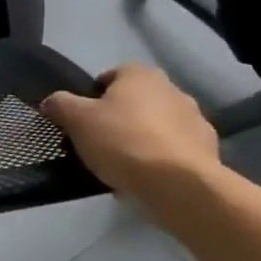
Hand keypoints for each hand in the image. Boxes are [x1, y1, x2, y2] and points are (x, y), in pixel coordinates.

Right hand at [40, 63, 222, 201]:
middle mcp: (173, 91)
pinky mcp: (210, 153)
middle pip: (138, 100)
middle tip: (101, 139)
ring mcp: (197, 122)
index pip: (113, 75)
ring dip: (145, 137)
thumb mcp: (76, 120)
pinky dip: (163, 159)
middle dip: (122, 116)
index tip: (85, 117)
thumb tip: (50, 102)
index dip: (95, 94)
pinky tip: (148, 178)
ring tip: (125, 163)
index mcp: (141, 75)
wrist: (179, 186)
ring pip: (160, 126)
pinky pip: (176, 151)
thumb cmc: (123, 141)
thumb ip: (60, 105)